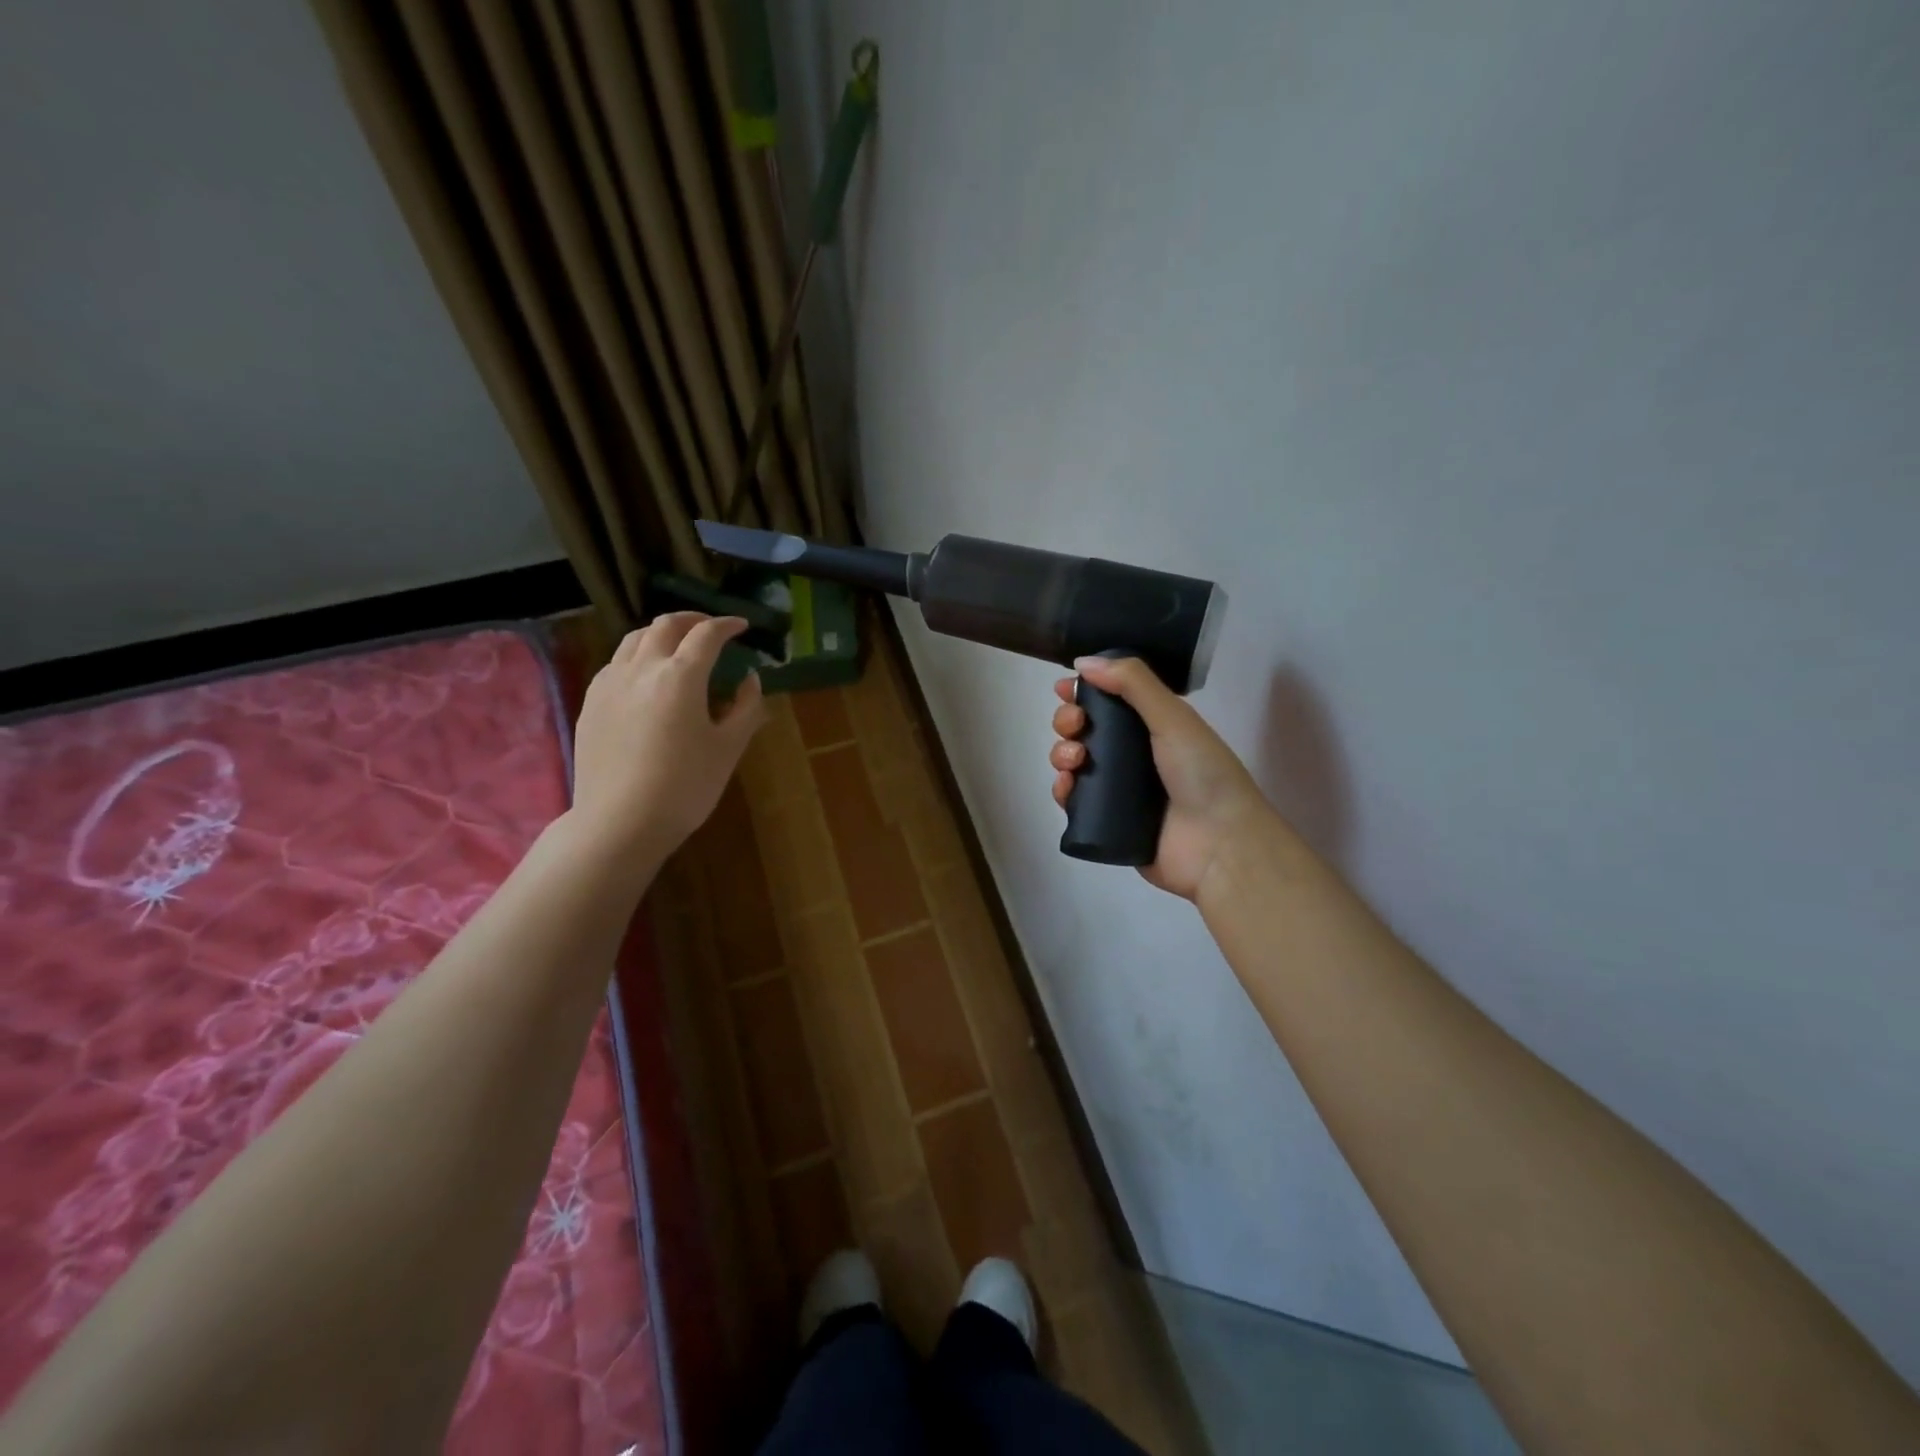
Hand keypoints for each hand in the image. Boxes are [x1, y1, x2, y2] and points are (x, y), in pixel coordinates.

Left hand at [571, 613, 766, 859]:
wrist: (619, 822)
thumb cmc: (685, 787)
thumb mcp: (728, 748)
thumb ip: (746, 707)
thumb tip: (750, 679)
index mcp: (680, 676)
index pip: (707, 634)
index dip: (728, 625)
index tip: (742, 627)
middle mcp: (641, 668)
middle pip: (665, 625)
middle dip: (693, 620)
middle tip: (712, 629)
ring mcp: (610, 683)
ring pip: (635, 638)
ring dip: (662, 633)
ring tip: (678, 646)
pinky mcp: (591, 702)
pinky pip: (616, 662)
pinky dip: (638, 655)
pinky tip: (647, 677)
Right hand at [1049, 656, 1273, 900]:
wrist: (1219, 846)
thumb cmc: (1202, 774)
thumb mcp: (1173, 718)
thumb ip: (1132, 683)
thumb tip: (1083, 661)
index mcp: (1153, 727)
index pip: (1110, 700)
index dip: (1085, 691)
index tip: (1065, 688)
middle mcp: (1134, 755)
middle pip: (1086, 730)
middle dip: (1069, 721)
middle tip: (1074, 726)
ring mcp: (1119, 790)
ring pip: (1075, 763)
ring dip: (1062, 753)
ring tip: (1073, 761)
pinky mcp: (1106, 822)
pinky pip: (1073, 801)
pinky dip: (1063, 790)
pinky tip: (1066, 787)